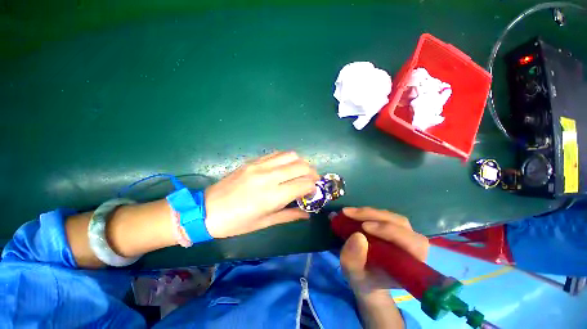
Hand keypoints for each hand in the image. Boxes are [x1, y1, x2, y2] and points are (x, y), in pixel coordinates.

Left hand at [204, 151, 319, 237]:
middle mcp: (269, 177)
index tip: (313, 192)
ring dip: (301, 163)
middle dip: (312, 173)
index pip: (304, 184)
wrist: (207, 210)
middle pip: (301, 166)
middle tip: (312, 180)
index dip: (313, 187)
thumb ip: (289, 215)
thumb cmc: (236, 222)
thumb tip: (307, 213)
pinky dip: (287, 158)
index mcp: (273, 196)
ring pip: (291, 155)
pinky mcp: (253, 161)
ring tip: (301, 172)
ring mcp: (260, 166)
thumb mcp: (264, 223)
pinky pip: (276, 154)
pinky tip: (286, 166)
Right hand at [340, 207, 428, 296]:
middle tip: (349, 213)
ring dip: (368, 213)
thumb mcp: (354, 273)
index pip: (412, 243)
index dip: (390, 231)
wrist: (366, 276)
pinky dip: (367, 212)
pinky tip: (353, 213)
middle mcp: (413, 247)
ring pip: (391, 216)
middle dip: (373, 216)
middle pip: (400, 223)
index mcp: (412, 265)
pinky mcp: (393, 227)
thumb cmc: (365, 279)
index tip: (364, 227)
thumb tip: (358, 236)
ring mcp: (404, 234)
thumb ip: (355, 259)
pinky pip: (383, 215)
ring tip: (348, 213)